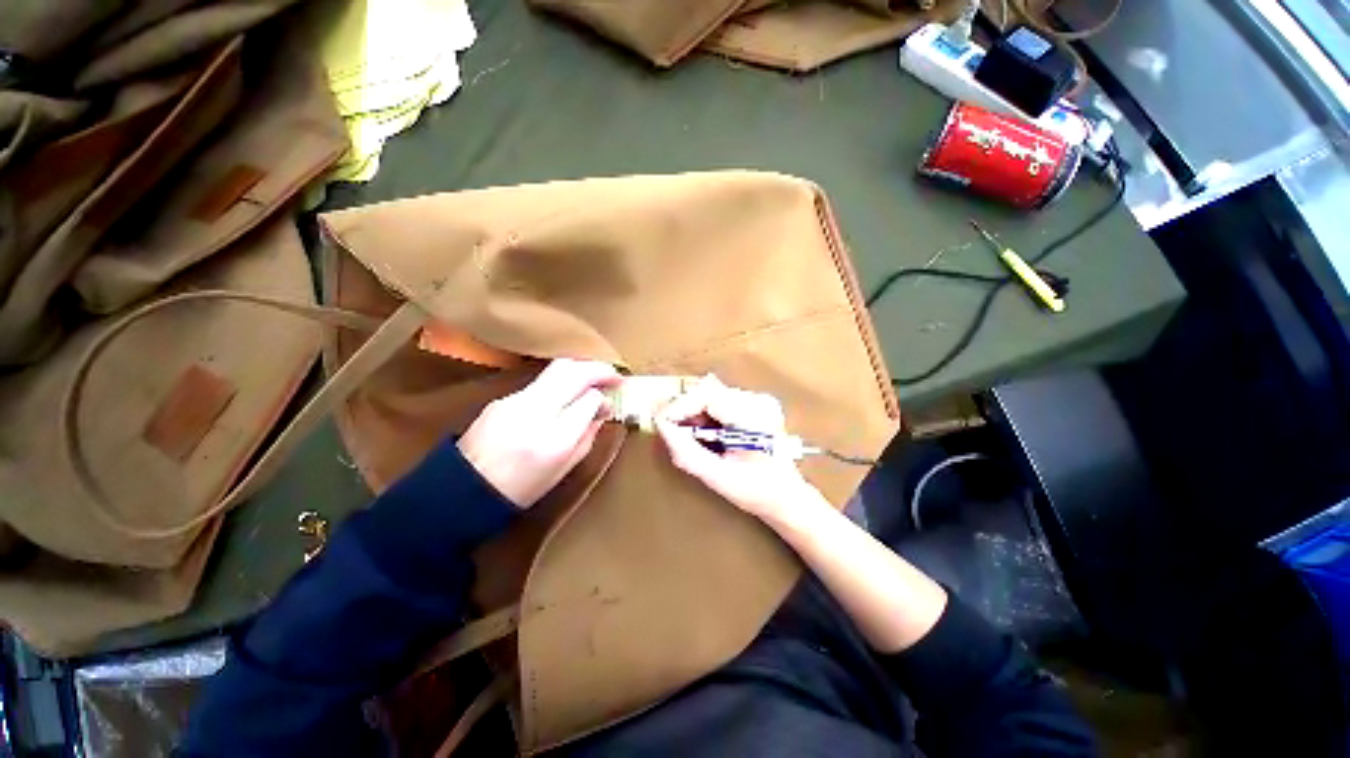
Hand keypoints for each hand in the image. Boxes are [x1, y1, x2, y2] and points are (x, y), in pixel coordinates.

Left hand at [459, 359, 619, 508]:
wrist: (462, 491)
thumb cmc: (521, 489)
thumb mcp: (564, 469)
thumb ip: (588, 435)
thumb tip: (602, 408)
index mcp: (554, 440)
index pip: (588, 399)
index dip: (603, 396)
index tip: (611, 399)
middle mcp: (534, 413)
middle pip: (572, 372)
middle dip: (597, 368)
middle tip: (613, 375)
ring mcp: (514, 401)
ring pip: (555, 370)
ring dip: (580, 370)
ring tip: (593, 379)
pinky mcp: (503, 398)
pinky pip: (540, 382)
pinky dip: (560, 381)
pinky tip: (564, 393)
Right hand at [655, 375, 823, 520]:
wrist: (787, 496)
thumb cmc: (756, 492)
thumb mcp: (717, 477)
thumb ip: (686, 452)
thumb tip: (660, 426)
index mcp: (755, 417)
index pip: (708, 395)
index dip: (680, 406)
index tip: (661, 423)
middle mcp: (759, 400)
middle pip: (708, 390)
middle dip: (685, 409)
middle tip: (673, 432)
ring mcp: (758, 399)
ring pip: (711, 393)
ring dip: (694, 412)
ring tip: (690, 436)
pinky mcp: (755, 402)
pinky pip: (719, 399)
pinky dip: (705, 414)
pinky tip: (706, 433)